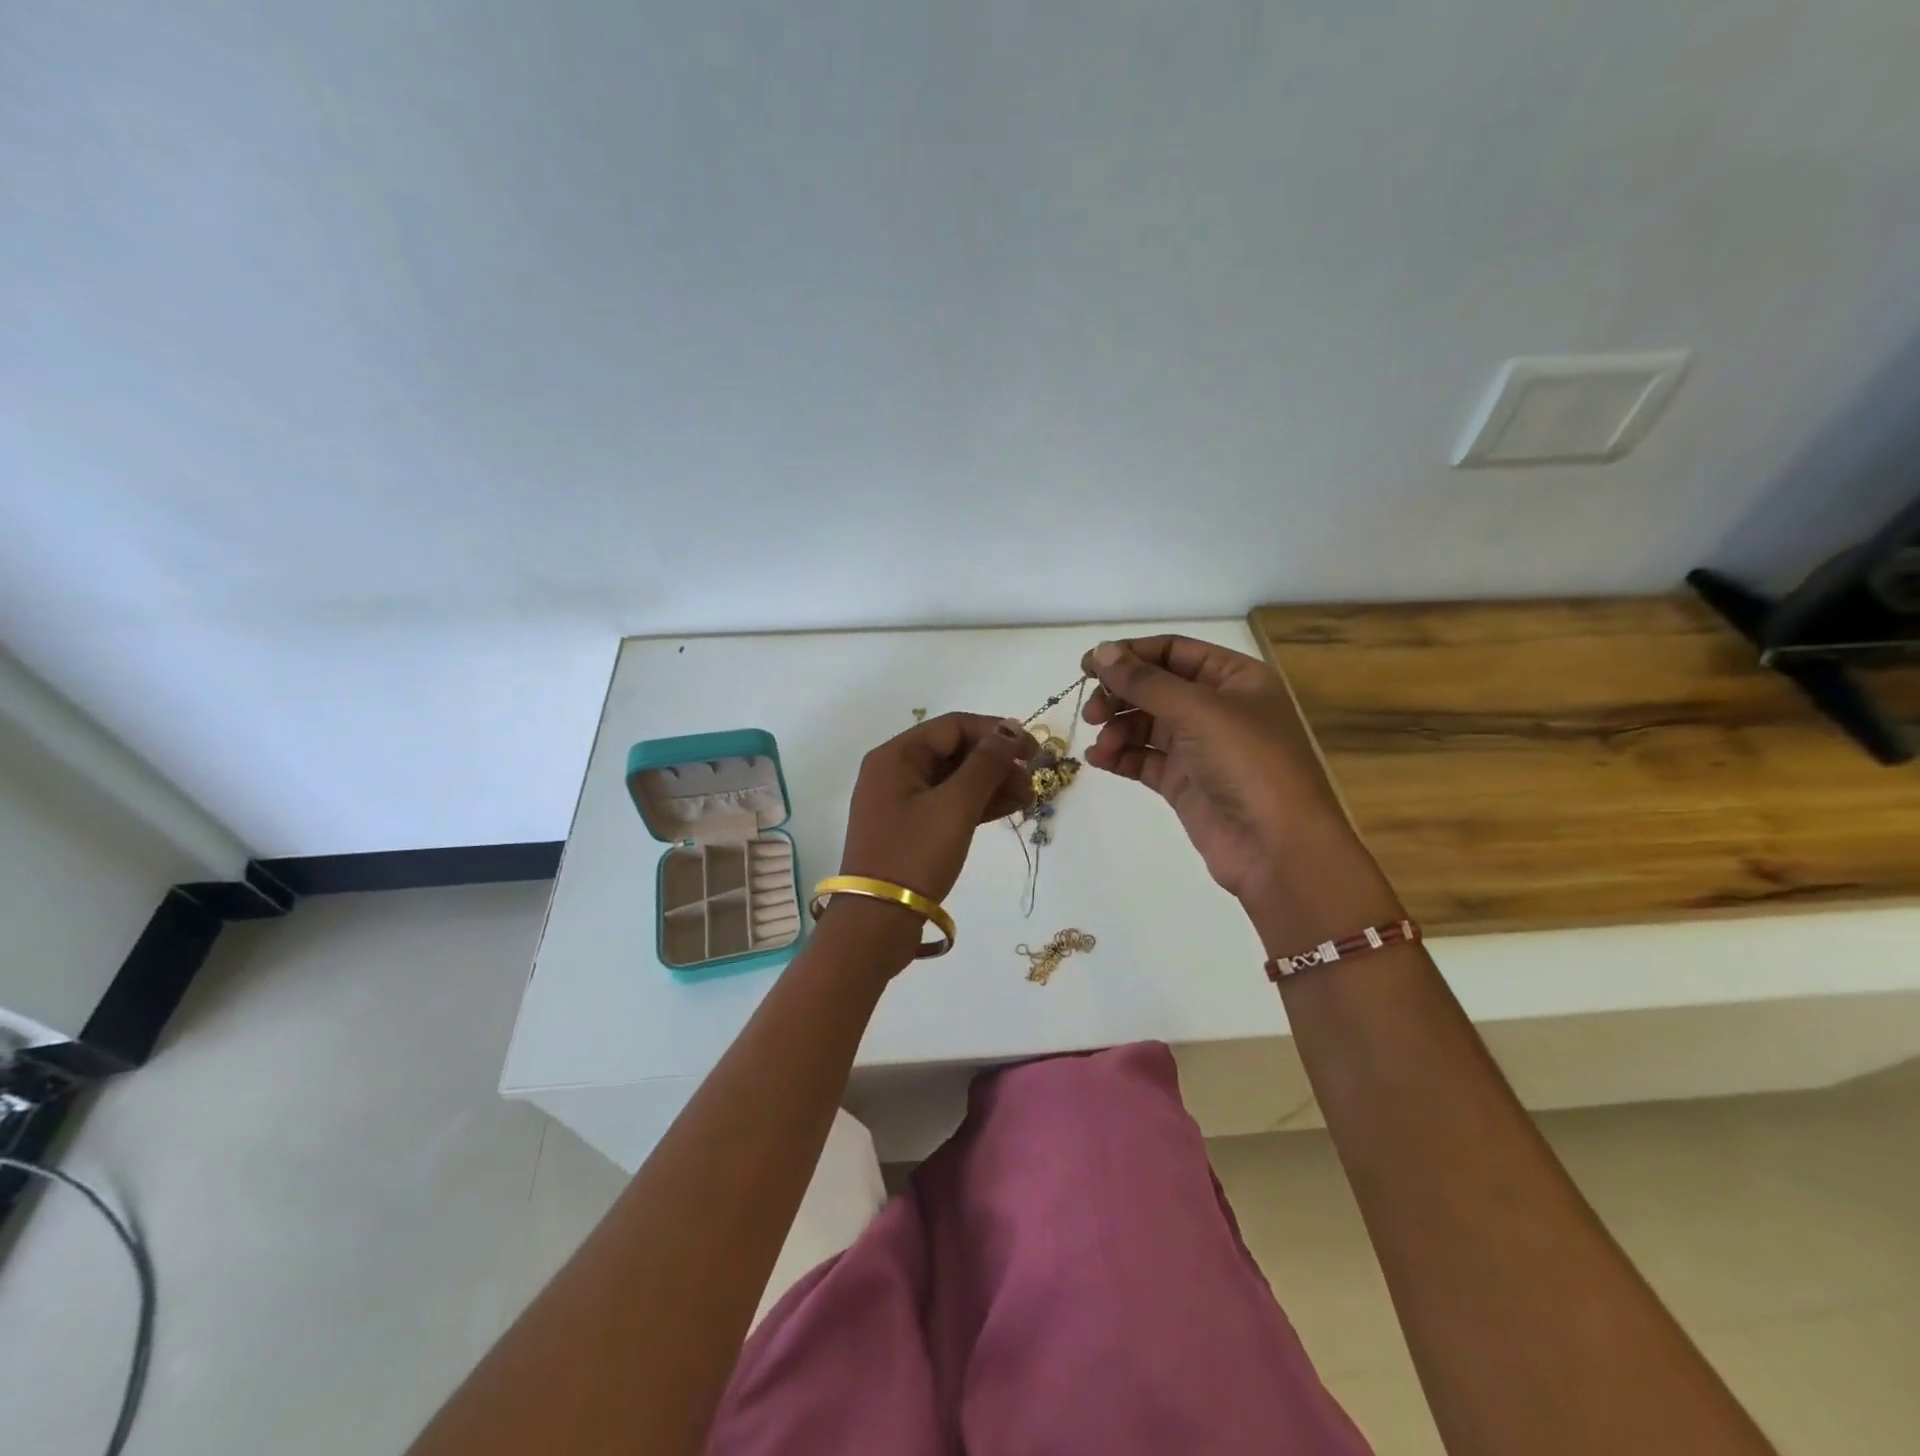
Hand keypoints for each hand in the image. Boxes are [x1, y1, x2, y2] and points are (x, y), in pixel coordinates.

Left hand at [831, 713, 1037, 961]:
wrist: (877, 923)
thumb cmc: (915, 855)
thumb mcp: (955, 806)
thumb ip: (986, 765)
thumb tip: (1010, 732)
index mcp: (896, 756)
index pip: (953, 727)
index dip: (996, 732)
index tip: (1033, 749)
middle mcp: (895, 772)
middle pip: (954, 751)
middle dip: (996, 761)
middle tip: (1031, 781)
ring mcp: (901, 802)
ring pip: (954, 779)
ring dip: (992, 784)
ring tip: (1028, 797)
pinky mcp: (910, 829)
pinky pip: (948, 803)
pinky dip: (977, 804)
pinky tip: (1010, 808)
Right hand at [1081, 636, 1399, 944]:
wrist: (1277, 848)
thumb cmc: (1248, 763)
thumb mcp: (1197, 710)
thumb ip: (1144, 681)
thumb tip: (1101, 652)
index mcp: (1235, 678)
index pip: (1173, 651)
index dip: (1130, 654)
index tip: (1087, 665)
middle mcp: (1218, 707)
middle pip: (1156, 687)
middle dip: (1120, 695)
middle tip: (1092, 713)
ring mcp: (1201, 747)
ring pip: (1146, 724)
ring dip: (1117, 728)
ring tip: (1102, 746)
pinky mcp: (1186, 782)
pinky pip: (1145, 758)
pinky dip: (1121, 756)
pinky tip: (1099, 760)